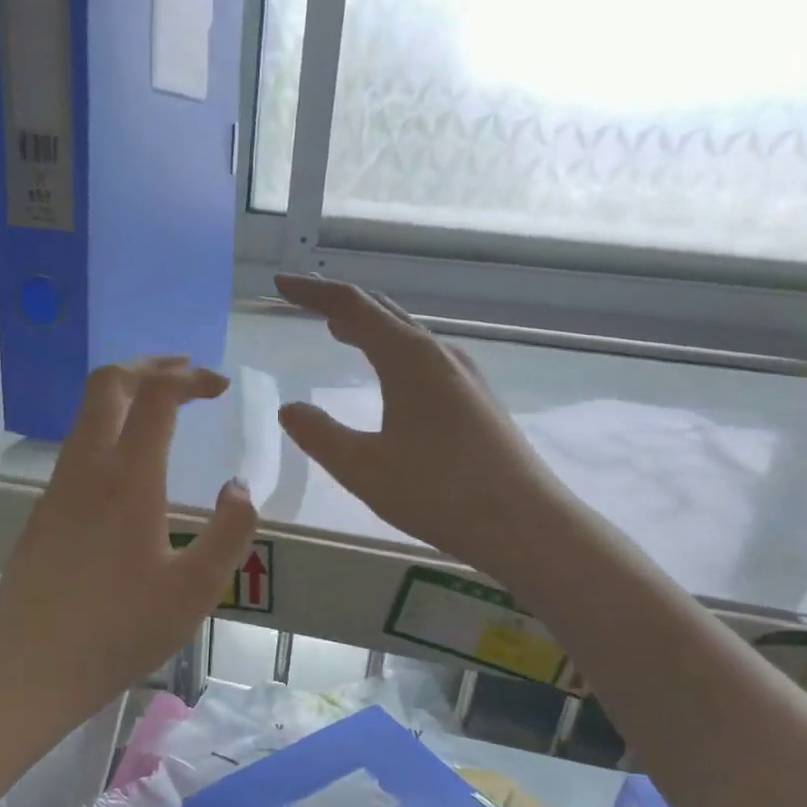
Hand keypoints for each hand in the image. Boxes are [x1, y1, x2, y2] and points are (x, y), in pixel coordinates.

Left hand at [0, 359, 256, 730]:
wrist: (31, 670)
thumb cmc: (121, 631)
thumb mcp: (196, 589)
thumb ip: (230, 531)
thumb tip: (238, 487)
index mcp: (127, 479)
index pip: (156, 396)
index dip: (190, 378)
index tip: (220, 385)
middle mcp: (86, 470)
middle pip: (108, 385)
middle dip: (150, 367)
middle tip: (187, 375)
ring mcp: (56, 490)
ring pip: (86, 416)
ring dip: (126, 398)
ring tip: (163, 413)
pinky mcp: (42, 514)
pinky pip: (77, 451)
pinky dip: (108, 432)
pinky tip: (129, 470)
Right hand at [275, 273, 557, 579]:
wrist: (524, 524)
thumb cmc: (438, 491)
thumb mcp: (363, 468)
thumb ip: (320, 435)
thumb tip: (290, 409)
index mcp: (409, 359)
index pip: (354, 307)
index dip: (314, 293)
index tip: (282, 283)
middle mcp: (440, 356)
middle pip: (385, 314)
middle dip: (342, 305)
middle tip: (306, 303)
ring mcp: (465, 378)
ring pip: (408, 338)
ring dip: (371, 329)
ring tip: (342, 333)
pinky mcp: (477, 403)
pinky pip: (424, 361)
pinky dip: (393, 354)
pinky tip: (391, 379)